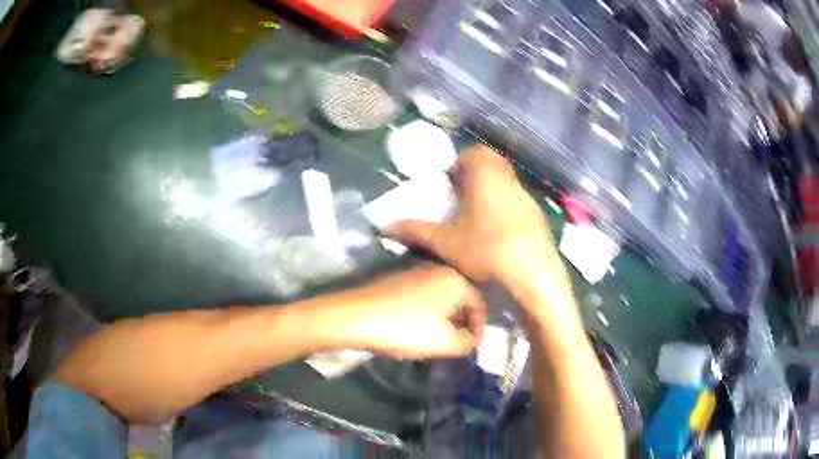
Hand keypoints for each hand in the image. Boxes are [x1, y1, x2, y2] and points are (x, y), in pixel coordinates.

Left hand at [343, 265, 485, 358]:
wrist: (355, 316)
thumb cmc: (406, 328)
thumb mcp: (445, 342)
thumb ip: (469, 342)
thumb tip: (474, 338)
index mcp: (456, 279)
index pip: (480, 305)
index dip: (478, 328)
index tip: (470, 347)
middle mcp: (440, 269)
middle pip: (462, 298)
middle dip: (461, 322)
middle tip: (455, 343)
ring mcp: (417, 271)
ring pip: (442, 297)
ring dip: (444, 317)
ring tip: (436, 338)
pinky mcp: (398, 278)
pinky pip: (424, 295)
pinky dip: (427, 311)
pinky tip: (416, 326)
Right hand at [382, 144, 556, 283]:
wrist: (534, 276)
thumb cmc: (486, 250)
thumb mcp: (446, 244)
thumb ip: (416, 231)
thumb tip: (384, 228)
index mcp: (486, 175)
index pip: (474, 152)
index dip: (460, 163)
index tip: (450, 183)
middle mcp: (509, 180)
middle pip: (492, 164)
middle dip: (475, 176)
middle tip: (459, 199)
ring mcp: (527, 198)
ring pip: (507, 183)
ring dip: (492, 192)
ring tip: (476, 219)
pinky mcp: (539, 217)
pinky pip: (518, 202)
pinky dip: (506, 209)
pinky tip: (499, 235)